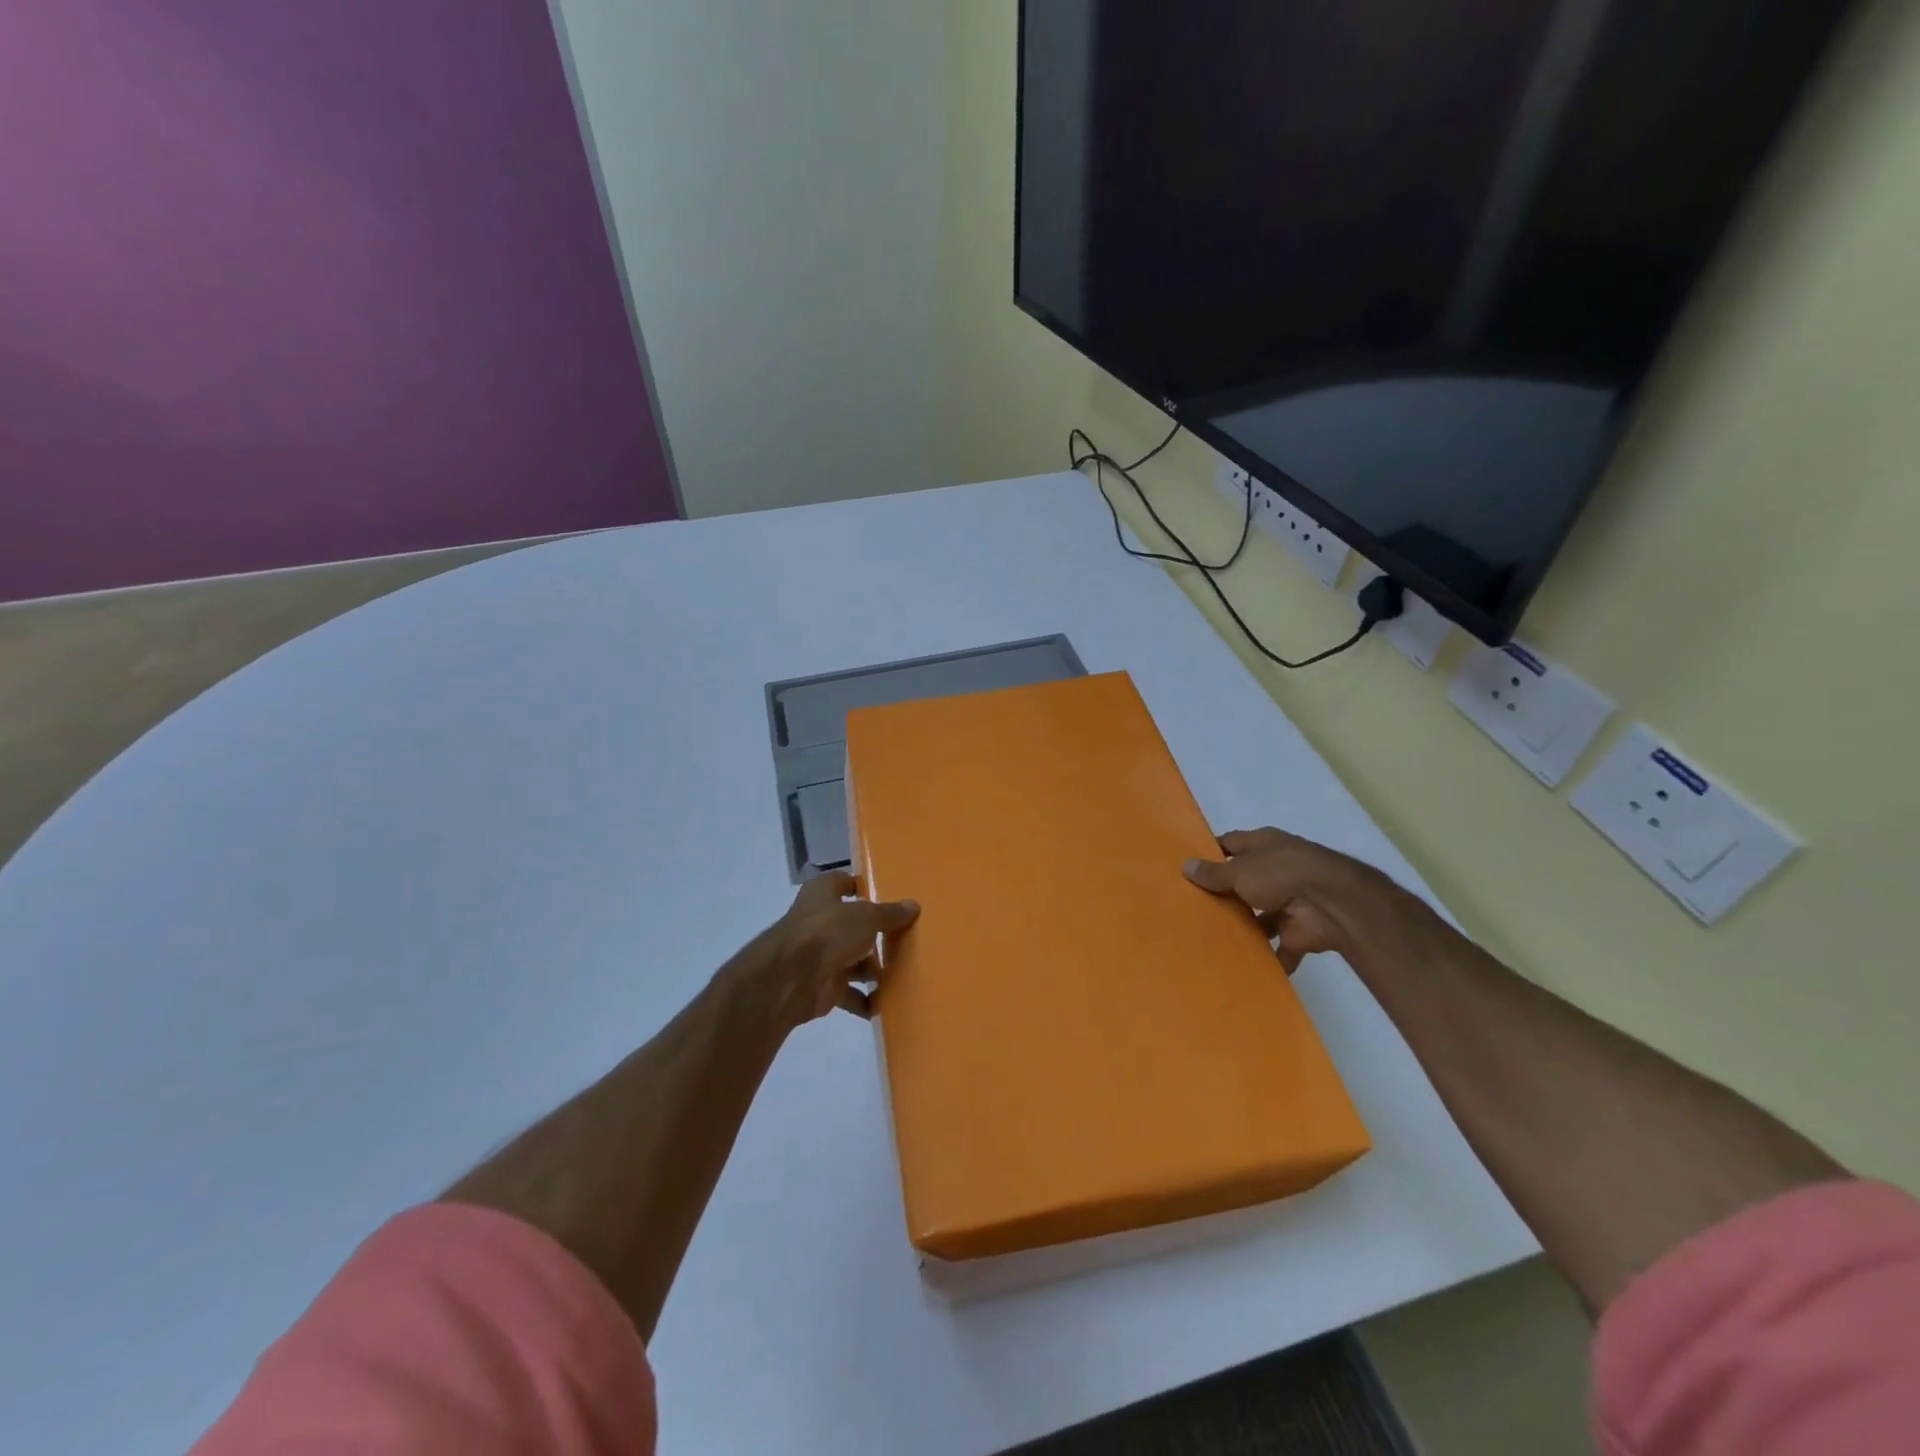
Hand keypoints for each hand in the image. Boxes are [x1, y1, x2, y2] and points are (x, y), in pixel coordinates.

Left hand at [755, 872, 919, 1025]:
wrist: (791, 980)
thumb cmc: (827, 932)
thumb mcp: (865, 916)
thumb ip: (889, 913)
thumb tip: (914, 906)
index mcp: (822, 894)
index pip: (844, 883)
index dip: (864, 887)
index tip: (890, 896)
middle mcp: (819, 921)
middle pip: (852, 924)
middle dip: (876, 934)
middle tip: (907, 937)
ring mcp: (820, 955)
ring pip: (852, 960)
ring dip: (873, 969)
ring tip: (906, 971)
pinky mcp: (822, 986)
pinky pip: (850, 993)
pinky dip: (866, 999)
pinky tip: (888, 1003)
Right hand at [1183, 828, 1390, 970]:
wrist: (1332, 904)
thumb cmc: (1280, 873)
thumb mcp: (1239, 870)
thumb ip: (1213, 873)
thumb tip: (1185, 866)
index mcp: (1263, 845)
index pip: (1231, 845)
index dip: (1210, 854)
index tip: (1187, 868)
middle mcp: (1276, 870)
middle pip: (1244, 883)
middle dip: (1224, 896)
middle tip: (1191, 910)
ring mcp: (1289, 903)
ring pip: (1260, 918)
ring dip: (1244, 929)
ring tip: (1210, 941)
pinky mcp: (1299, 932)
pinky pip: (1279, 948)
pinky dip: (1267, 959)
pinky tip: (1241, 968)